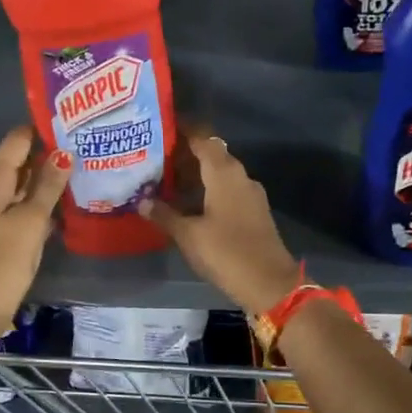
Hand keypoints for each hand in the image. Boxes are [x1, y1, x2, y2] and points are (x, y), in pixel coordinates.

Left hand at [0, 128, 71, 326]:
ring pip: (25, 184)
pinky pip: (24, 205)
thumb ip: (48, 186)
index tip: (73, 123)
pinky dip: (43, 201)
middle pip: (21, 160)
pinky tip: (68, 202)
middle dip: (50, 153)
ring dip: (49, 178)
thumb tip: (64, 153)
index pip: (17, 140)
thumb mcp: (30, 220)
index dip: (42, 129)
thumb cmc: (3, 259)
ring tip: (85, 168)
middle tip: (87, 145)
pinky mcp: (2, 230)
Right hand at [142, 132, 299, 314]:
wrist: (269, 283)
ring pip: (219, 175)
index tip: (161, 128)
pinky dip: (207, 192)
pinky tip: (187, 205)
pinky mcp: (253, 212)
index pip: (203, 139)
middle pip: (211, 155)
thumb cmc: (227, 252)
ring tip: (164, 183)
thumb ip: (165, 215)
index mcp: (224, 173)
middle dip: (184, 156)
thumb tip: (142, 201)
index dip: (183, 131)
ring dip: (195, 176)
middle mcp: (240, 176)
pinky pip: (226, 191)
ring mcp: (250, 195)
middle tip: (154, 160)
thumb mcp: (189, 235)